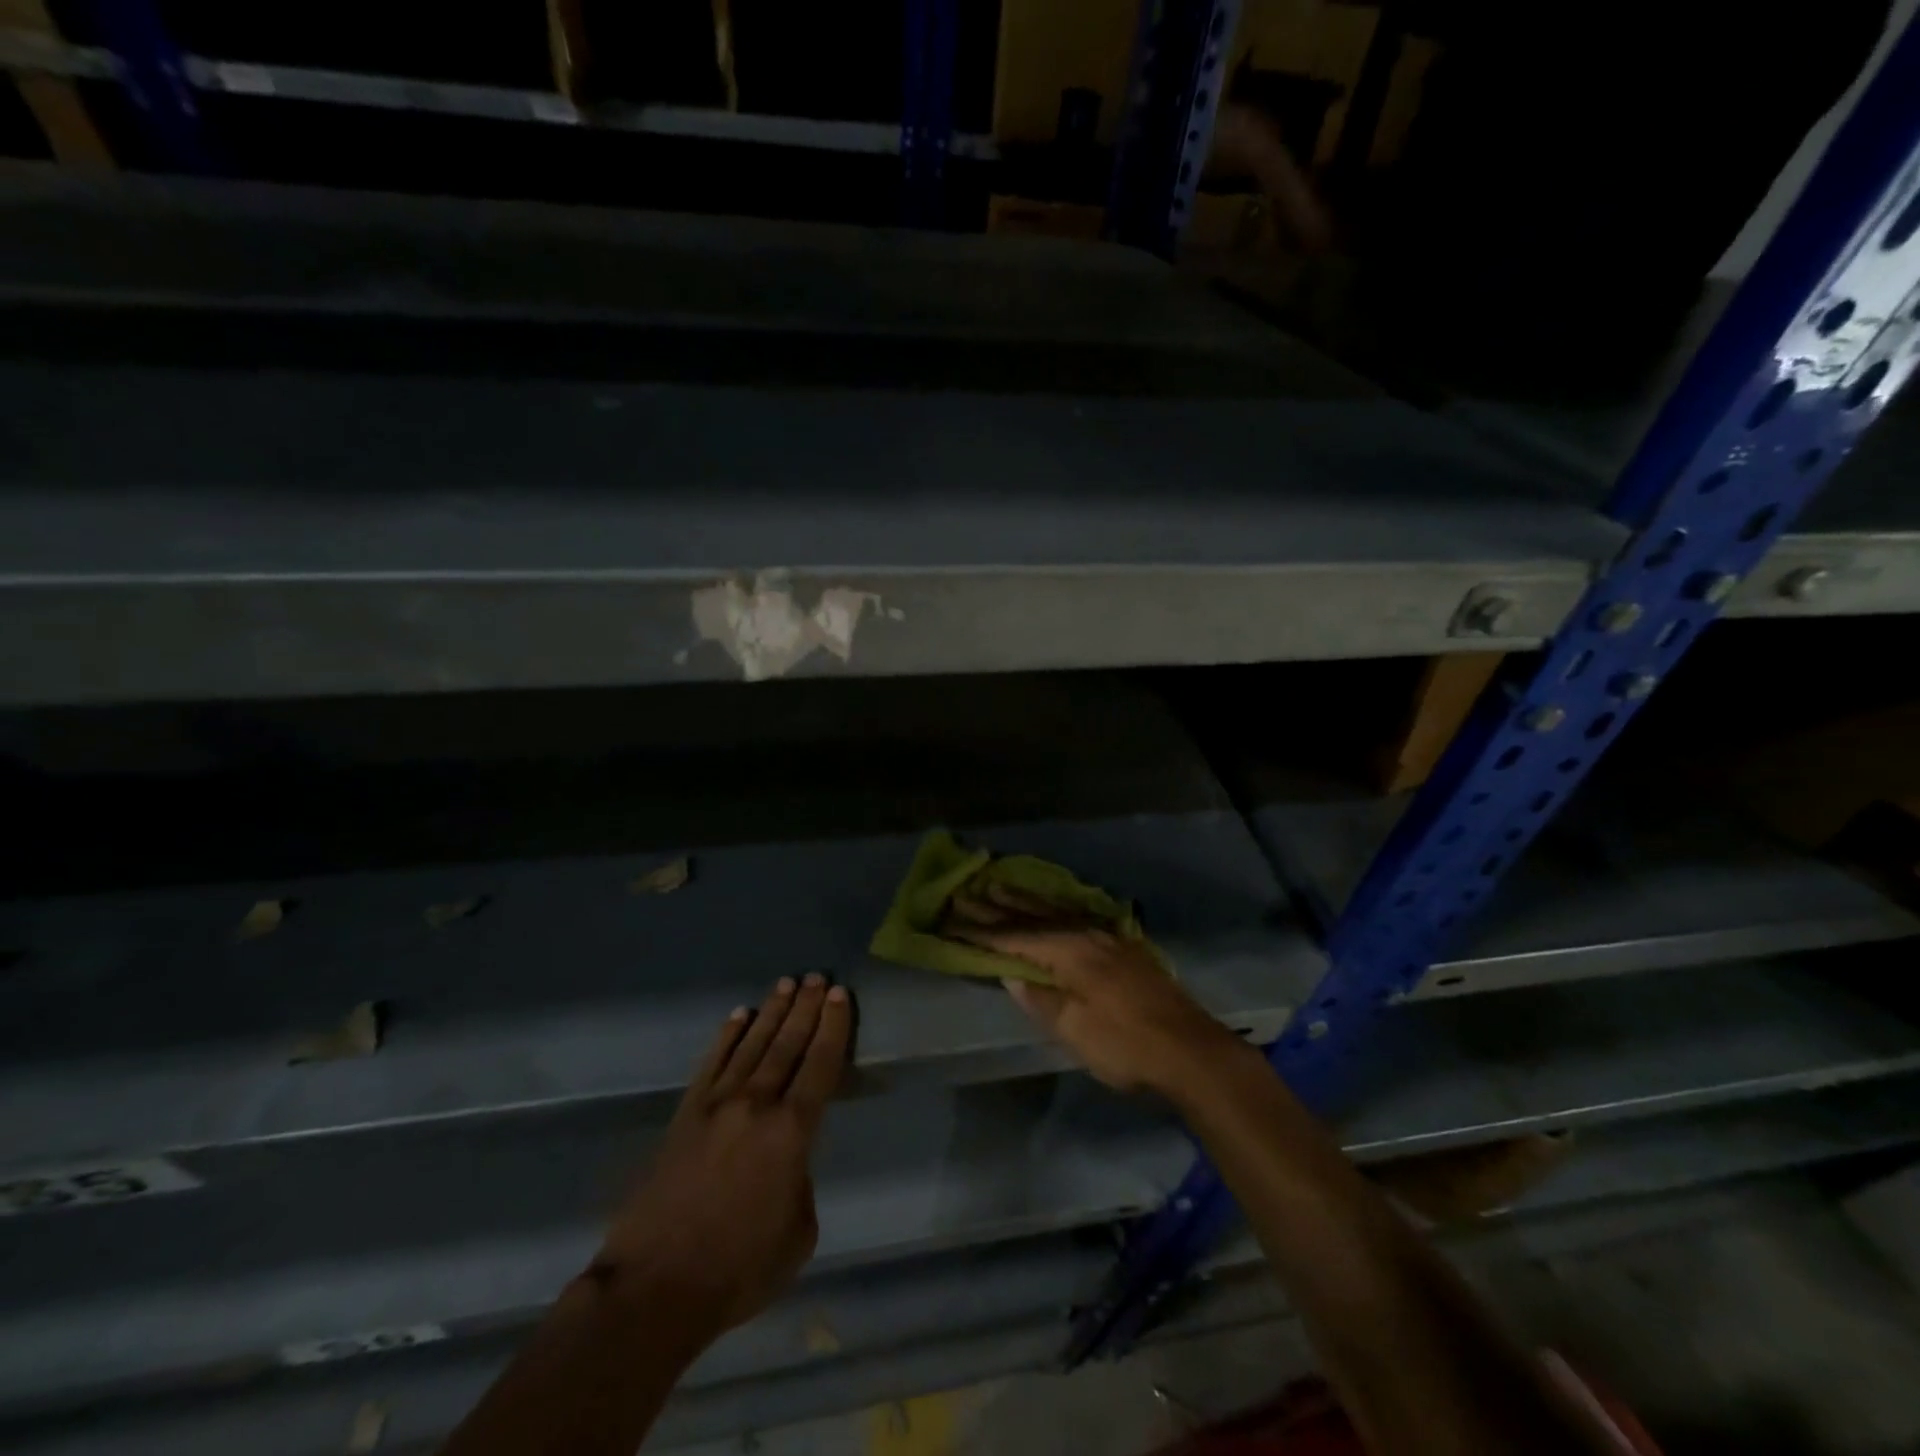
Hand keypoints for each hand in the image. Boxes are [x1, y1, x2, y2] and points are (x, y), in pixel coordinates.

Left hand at [595, 975, 851, 1339]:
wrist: (653, 1288)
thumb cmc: (737, 1270)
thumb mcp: (798, 1234)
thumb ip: (801, 1183)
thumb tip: (788, 1160)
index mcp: (791, 1132)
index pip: (820, 1065)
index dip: (832, 1027)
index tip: (838, 995)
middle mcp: (756, 1105)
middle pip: (787, 1044)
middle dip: (805, 1008)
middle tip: (817, 977)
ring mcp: (716, 1105)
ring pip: (752, 1045)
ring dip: (772, 1012)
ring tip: (787, 983)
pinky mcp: (685, 1115)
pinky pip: (712, 1063)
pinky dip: (728, 1036)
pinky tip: (739, 1015)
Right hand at [946, 887, 1245, 1096]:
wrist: (1190, 1049)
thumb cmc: (1124, 1043)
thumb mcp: (1073, 1029)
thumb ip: (1039, 998)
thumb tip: (1011, 974)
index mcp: (1069, 951)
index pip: (1014, 937)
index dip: (981, 931)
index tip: (951, 920)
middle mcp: (1086, 933)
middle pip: (1033, 916)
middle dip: (997, 906)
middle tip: (965, 891)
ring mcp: (1107, 937)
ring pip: (1056, 911)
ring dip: (1024, 901)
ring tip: (998, 886)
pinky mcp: (1123, 947)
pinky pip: (1076, 916)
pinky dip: (1053, 909)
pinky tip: (1052, 907)